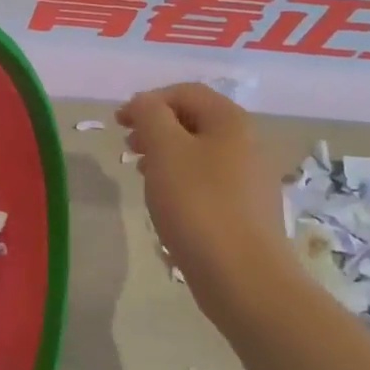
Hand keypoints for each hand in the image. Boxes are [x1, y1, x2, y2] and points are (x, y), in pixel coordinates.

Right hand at [118, 83, 291, 325]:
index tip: (119, 122)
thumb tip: (144, 103)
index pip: (186, 92)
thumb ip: (150, 115)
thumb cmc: (199, 205)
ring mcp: (251, 179)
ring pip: (200, 153)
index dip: (148, 100)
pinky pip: (208, 182)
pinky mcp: (246, 211)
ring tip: (142, 174)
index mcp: (231, 121)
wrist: (244, 278)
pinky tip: (167, 204)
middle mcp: (248, 143)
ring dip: (166, 155)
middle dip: (156, 127)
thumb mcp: (165, 150)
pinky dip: (182, 181)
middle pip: (195, 120)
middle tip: (128, 146)